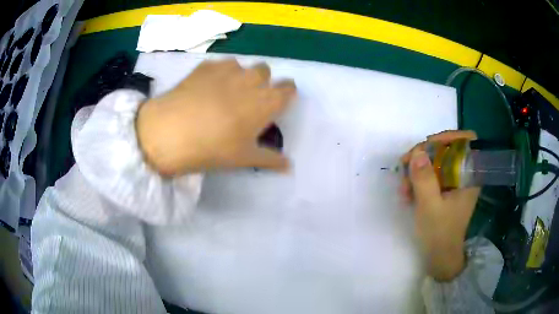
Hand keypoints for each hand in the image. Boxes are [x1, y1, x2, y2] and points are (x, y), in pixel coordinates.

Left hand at [136, 59, 296, 175]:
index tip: (277, 101)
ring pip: (242, 66)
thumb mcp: (244, 158)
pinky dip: (219, 73)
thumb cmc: (213, 147)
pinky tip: (205, 88)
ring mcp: (228, 69)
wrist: (171, 132)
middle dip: (261, 81)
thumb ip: (270, 159)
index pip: (288, 88)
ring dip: (240, 75)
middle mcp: (252, 79)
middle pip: (266, 71)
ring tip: (224, 92)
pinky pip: (220, 65)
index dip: (286, 93)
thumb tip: (289, 166)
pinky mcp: (206, 66)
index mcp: (266, 101)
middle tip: (247, 99)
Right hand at [400, 130, 479, 280]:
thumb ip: (424, 179)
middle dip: (424, 155)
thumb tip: (417, 152)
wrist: (439, 256)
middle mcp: (463, 174)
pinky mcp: (444, 189)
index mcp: (469, 176)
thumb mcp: (430, 207)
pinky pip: (431, 174)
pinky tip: (406, 193)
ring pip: (436, 161)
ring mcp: (453, 182)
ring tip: (403, 188)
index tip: (428, 145)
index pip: (467, 141)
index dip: (449, 136)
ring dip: (417, 170)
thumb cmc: (440, 233)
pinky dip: (418, 180)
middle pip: (446, 149)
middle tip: (405, 165)